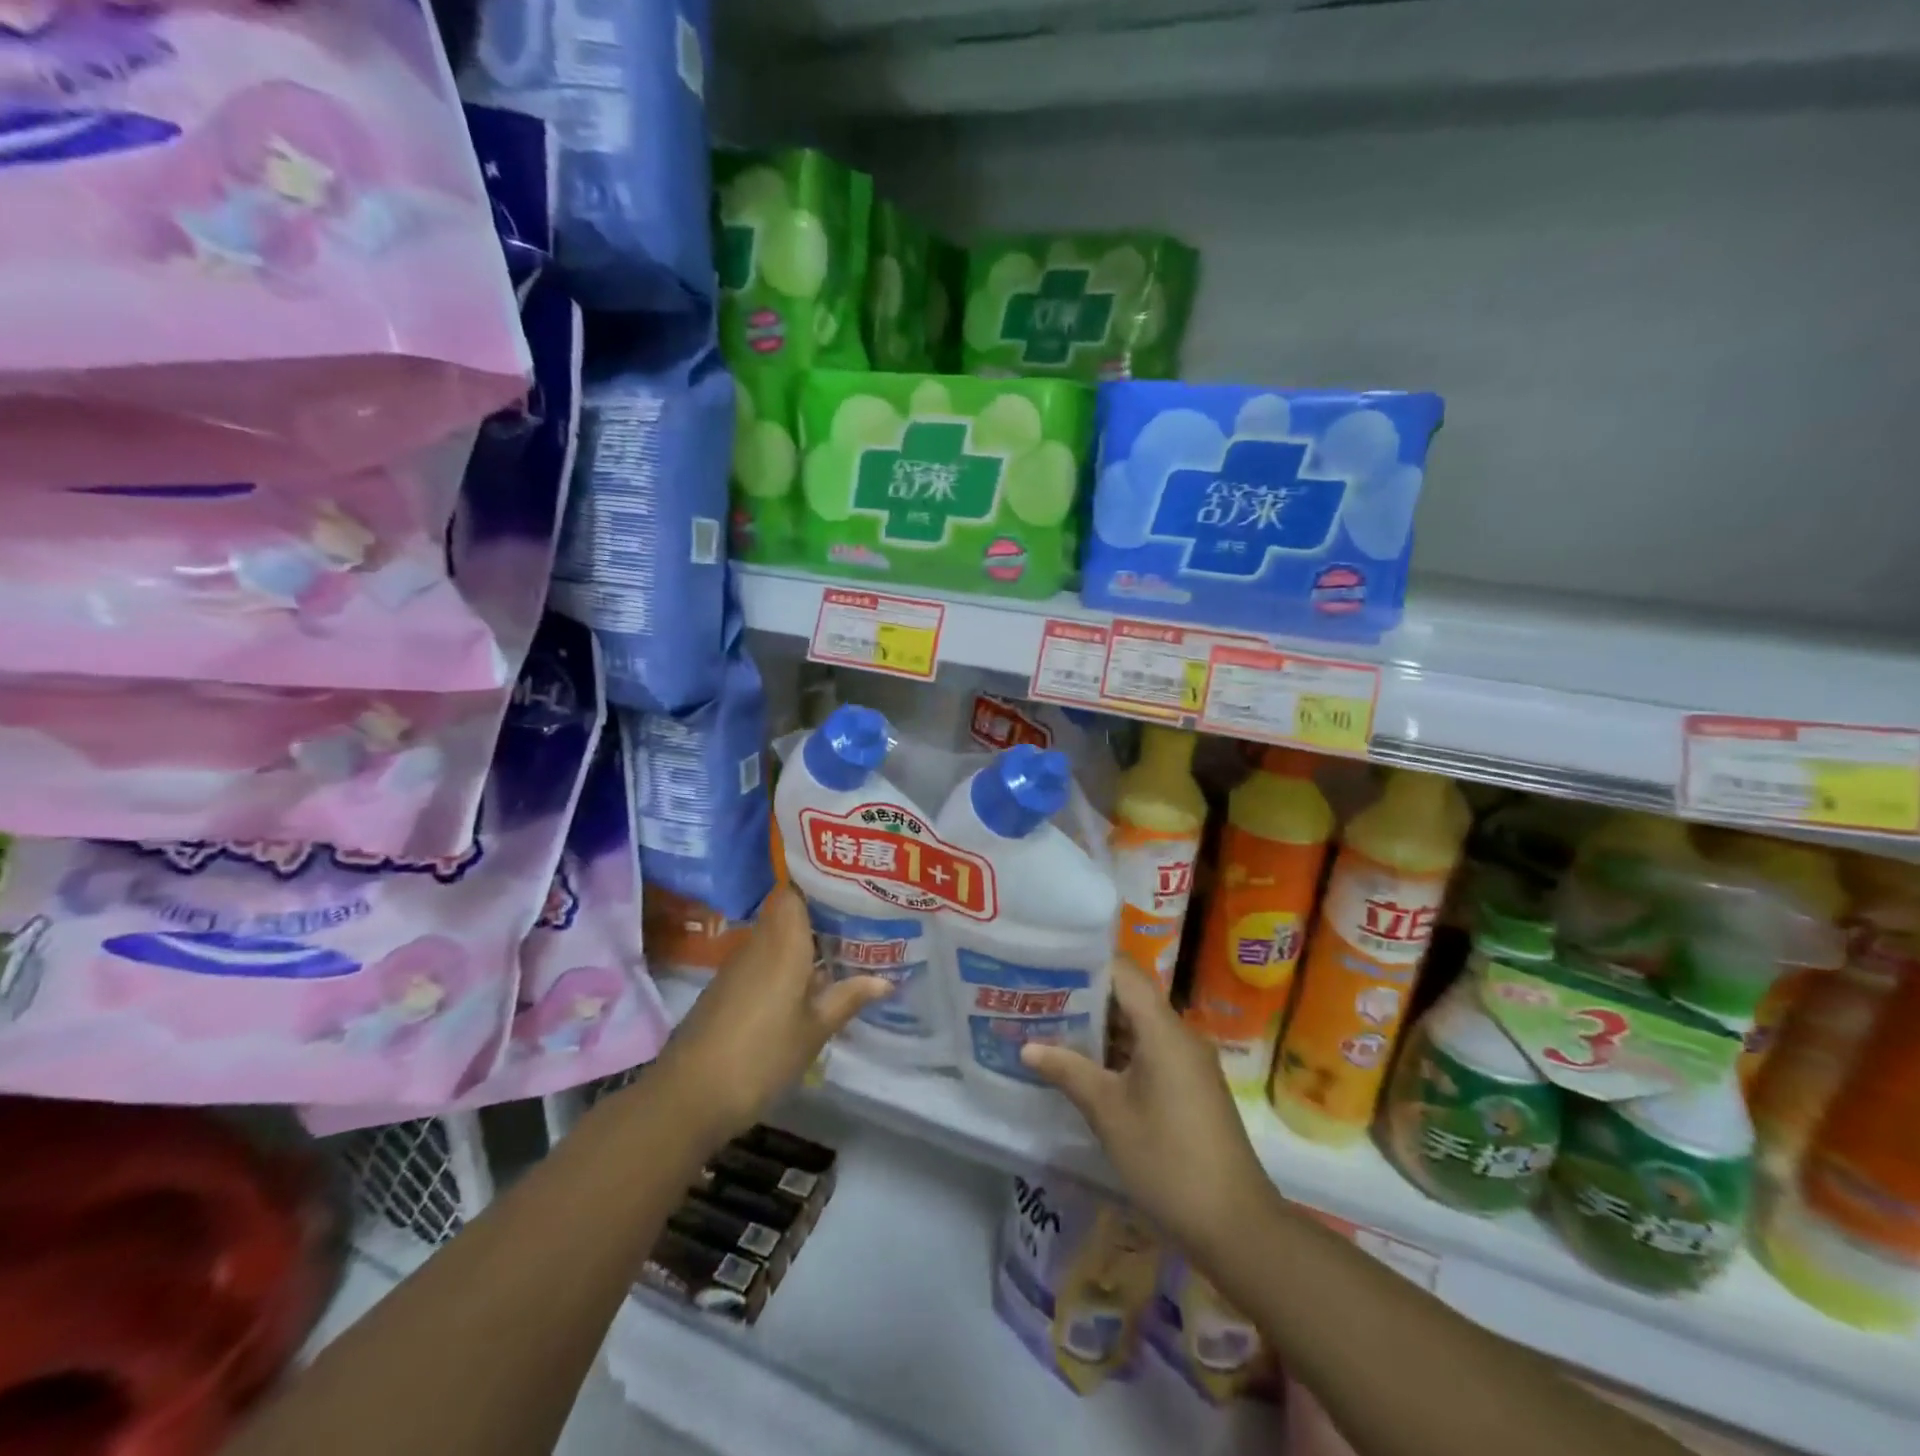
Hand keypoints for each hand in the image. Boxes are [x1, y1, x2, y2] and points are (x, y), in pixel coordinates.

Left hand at [654, 887, 889, 1142]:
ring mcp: (740, 966)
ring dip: (806, 941)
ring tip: (847, 947)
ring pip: (778, 936)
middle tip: (862, 919)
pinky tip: (811, 982)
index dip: (820, 884)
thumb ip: (848, 998)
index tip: (852, 887)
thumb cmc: (762, 1055)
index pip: (795, 890)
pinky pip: (765, 959)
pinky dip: (788, 963)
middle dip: (822, 914)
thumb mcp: (815, 1030)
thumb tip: (887, 979)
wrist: (689, 1096)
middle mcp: (759, 943)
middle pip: (789, 912)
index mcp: (783, 941)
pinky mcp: (729, 988)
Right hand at [1020, 955, 1276, 1258]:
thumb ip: (1068, 1072)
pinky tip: (1084, 1066)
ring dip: (1100, 1028)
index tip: (1048, 963)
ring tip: (1051, 1026)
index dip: (1086, 963)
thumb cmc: (1167, 1158)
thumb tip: (1027, 1047)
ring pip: (1138, 1027)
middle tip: (1039, 997)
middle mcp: (1179, 1035)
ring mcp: (1187, 1062)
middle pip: (1129, 997)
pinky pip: (1149, 1052)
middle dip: (1085, 997)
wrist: (1235, 1225)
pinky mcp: (1189, 1087)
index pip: (1123, 972)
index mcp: (1163, 1029)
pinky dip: (1118, 1052)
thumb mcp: (1109, 1113)